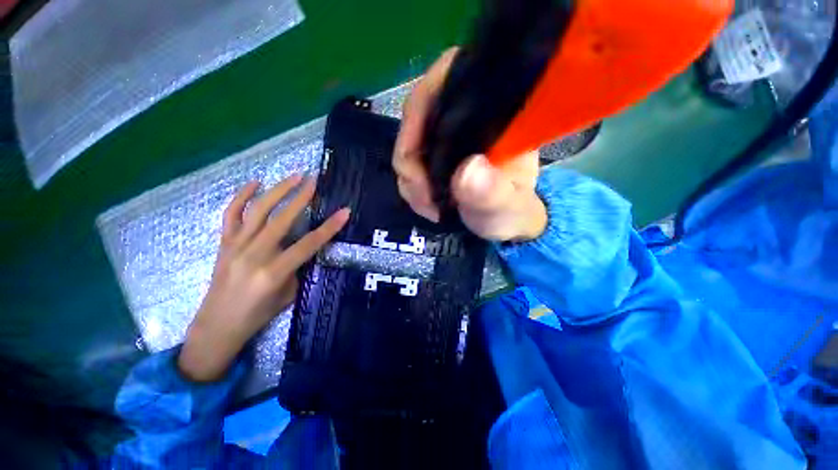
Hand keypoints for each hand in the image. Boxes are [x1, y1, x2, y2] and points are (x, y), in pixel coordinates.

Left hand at [178, 176, 349, 381]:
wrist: (217, 326)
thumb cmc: (258, 314)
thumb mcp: (289, 293)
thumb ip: (298, 267)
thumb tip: (305, 246)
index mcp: (273, 272)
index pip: (308, 244)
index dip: (329, 227)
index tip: (344, 212)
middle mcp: (254, 255)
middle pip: (282, 220)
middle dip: (301, 198)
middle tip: (314, 181)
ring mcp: (235, 246)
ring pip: (257, 211)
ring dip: (277, 191)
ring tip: (293, 176)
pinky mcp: (224, 243)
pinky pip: (231, 214)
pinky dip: (241, 196)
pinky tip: (254, 183)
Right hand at [393, 47, 546, 241]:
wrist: (504, 224)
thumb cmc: (512, 210)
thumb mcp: (508, 207)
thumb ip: (493, 193)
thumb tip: (467, 171)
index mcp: (493, 111)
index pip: (448, 77)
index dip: (421, 110)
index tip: (415, 159)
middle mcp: (465, 115)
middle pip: (417, 115)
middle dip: (411, 162)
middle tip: (424, 197)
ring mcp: (445, 135)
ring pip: (408, 143)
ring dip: (410, 180)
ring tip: (429, 207)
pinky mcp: (434, 155)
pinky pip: (407, 163)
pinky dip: (411, 186)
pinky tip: (426, 204)